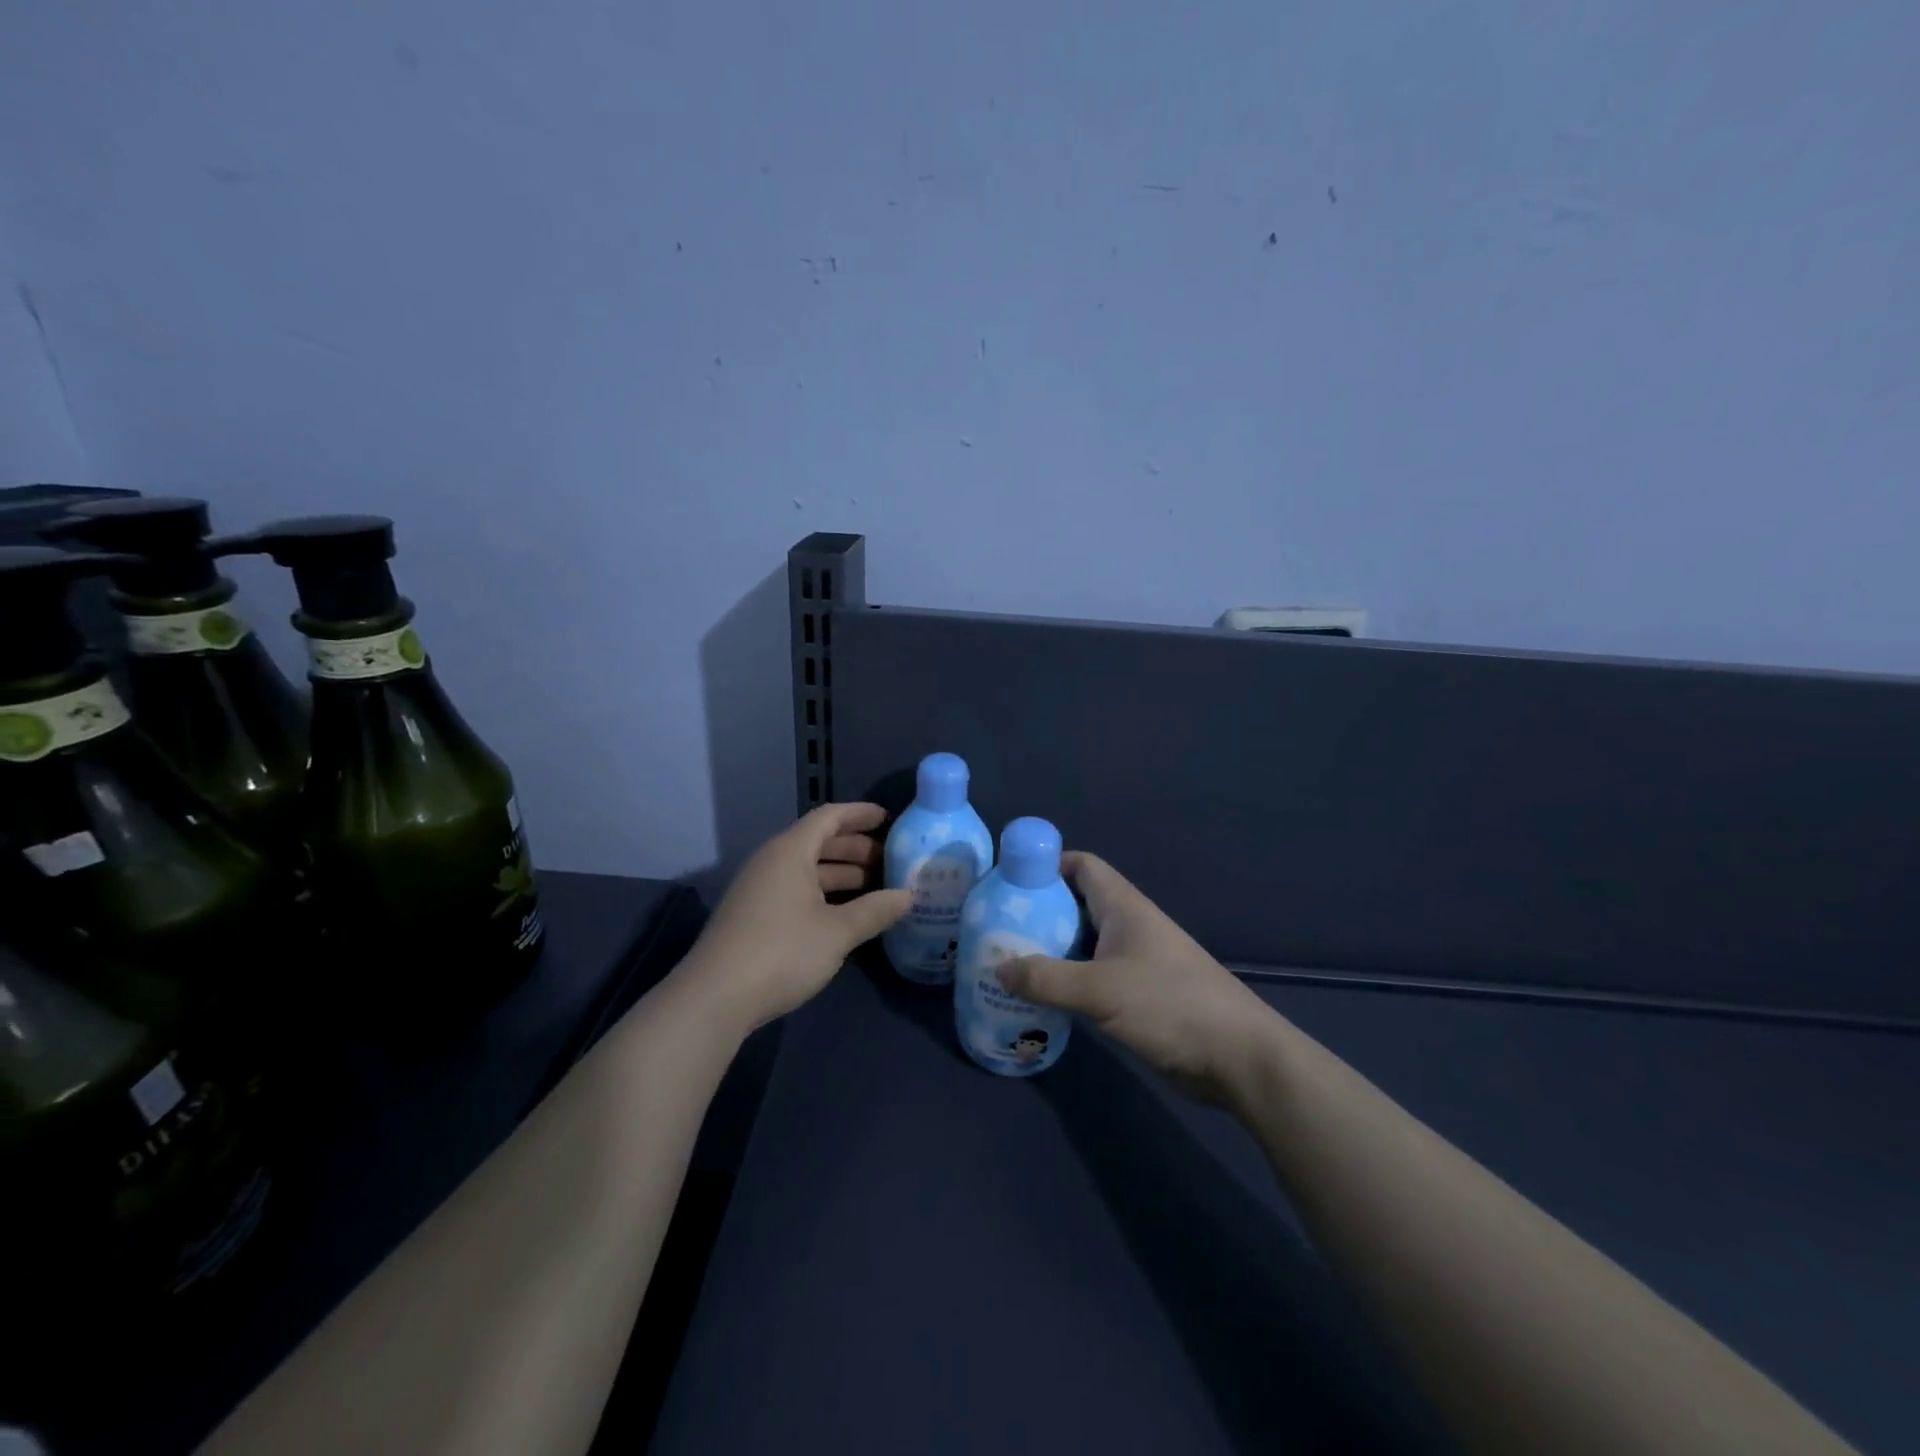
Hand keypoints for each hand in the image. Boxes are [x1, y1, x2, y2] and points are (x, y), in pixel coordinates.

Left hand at [679, 802, 910, 1032]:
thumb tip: (909, 895)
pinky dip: (823, 894)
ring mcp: (759, 889)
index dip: (860, 814)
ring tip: (875, 889)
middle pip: (818, 842)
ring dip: (841, 874)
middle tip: (890, 862)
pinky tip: (844, 915)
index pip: (830, 817)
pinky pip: (795, 890)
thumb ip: (875, 910)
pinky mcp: (753, 916)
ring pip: (807, 869)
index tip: (889, 819)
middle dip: (856, 849)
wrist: (714, 998)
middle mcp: (772, 862)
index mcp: (790, 851)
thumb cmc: (781, 952)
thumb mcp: (837, 932)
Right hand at [999, 852, 1277, 1104]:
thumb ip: (1046, 979)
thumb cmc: (1170, 1005)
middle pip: (1076, 904)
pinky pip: (1091, 977)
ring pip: (1082, 944)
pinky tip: (1040, 999)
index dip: (1046, 865)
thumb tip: (996, 969)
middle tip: (996, 927)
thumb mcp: (1100, 990)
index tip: (1008, 880)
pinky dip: (1066, 981)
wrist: (1237, 1057)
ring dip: (1049, 950)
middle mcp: (1127, 926)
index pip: (1081, 866)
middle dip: (1038, 911)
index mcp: (1123, 907)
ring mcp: (1134, 961)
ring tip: (1006, 963)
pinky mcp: (1137, 995)